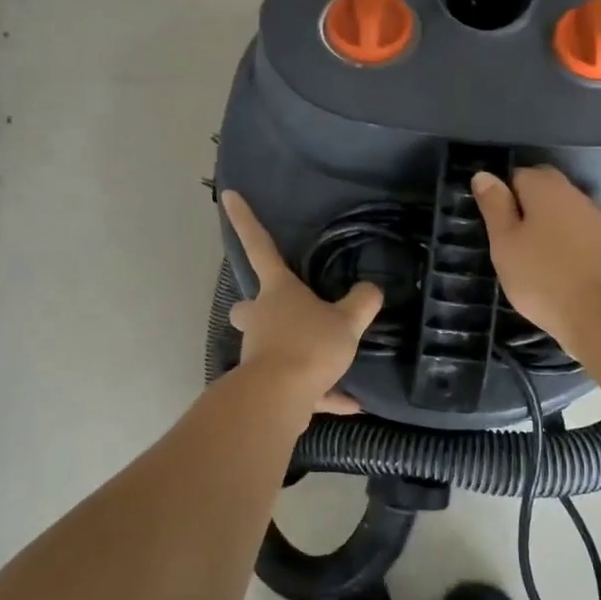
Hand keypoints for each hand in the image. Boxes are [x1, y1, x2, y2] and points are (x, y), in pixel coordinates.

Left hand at [222, 191, 382, 413]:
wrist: (279, 398)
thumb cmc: (309, 345)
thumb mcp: (347, 321)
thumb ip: (362, 302)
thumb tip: (372, 289)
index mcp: (278, 291)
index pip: (261, 246)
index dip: (245, 219)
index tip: (229, 195)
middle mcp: (262, 317)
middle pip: (248, 306)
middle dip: (254, 307)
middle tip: (274, 309)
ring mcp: (259, 351)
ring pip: (270, 345)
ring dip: (294, 351)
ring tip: (331, 361)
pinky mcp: (266, 384)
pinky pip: (294, 384)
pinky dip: (318, 392)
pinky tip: (348, 404)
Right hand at [471, 167, 600, 357]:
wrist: (600, 314)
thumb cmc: (541, 276)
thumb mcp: (504, 242)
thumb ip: (494, 206)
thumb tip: (483, 174)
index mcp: (546, 187)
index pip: (518, 175)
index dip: (503, 197)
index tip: (496, 226)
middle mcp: (576, 193)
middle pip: (545, 190)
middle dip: (528, 207)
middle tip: (513, 242)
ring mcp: (599, 217)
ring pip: (566, 211)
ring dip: (552, 224)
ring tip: (538, 257)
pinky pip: (583, 232)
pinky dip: (572, 242)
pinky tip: (564, 266)